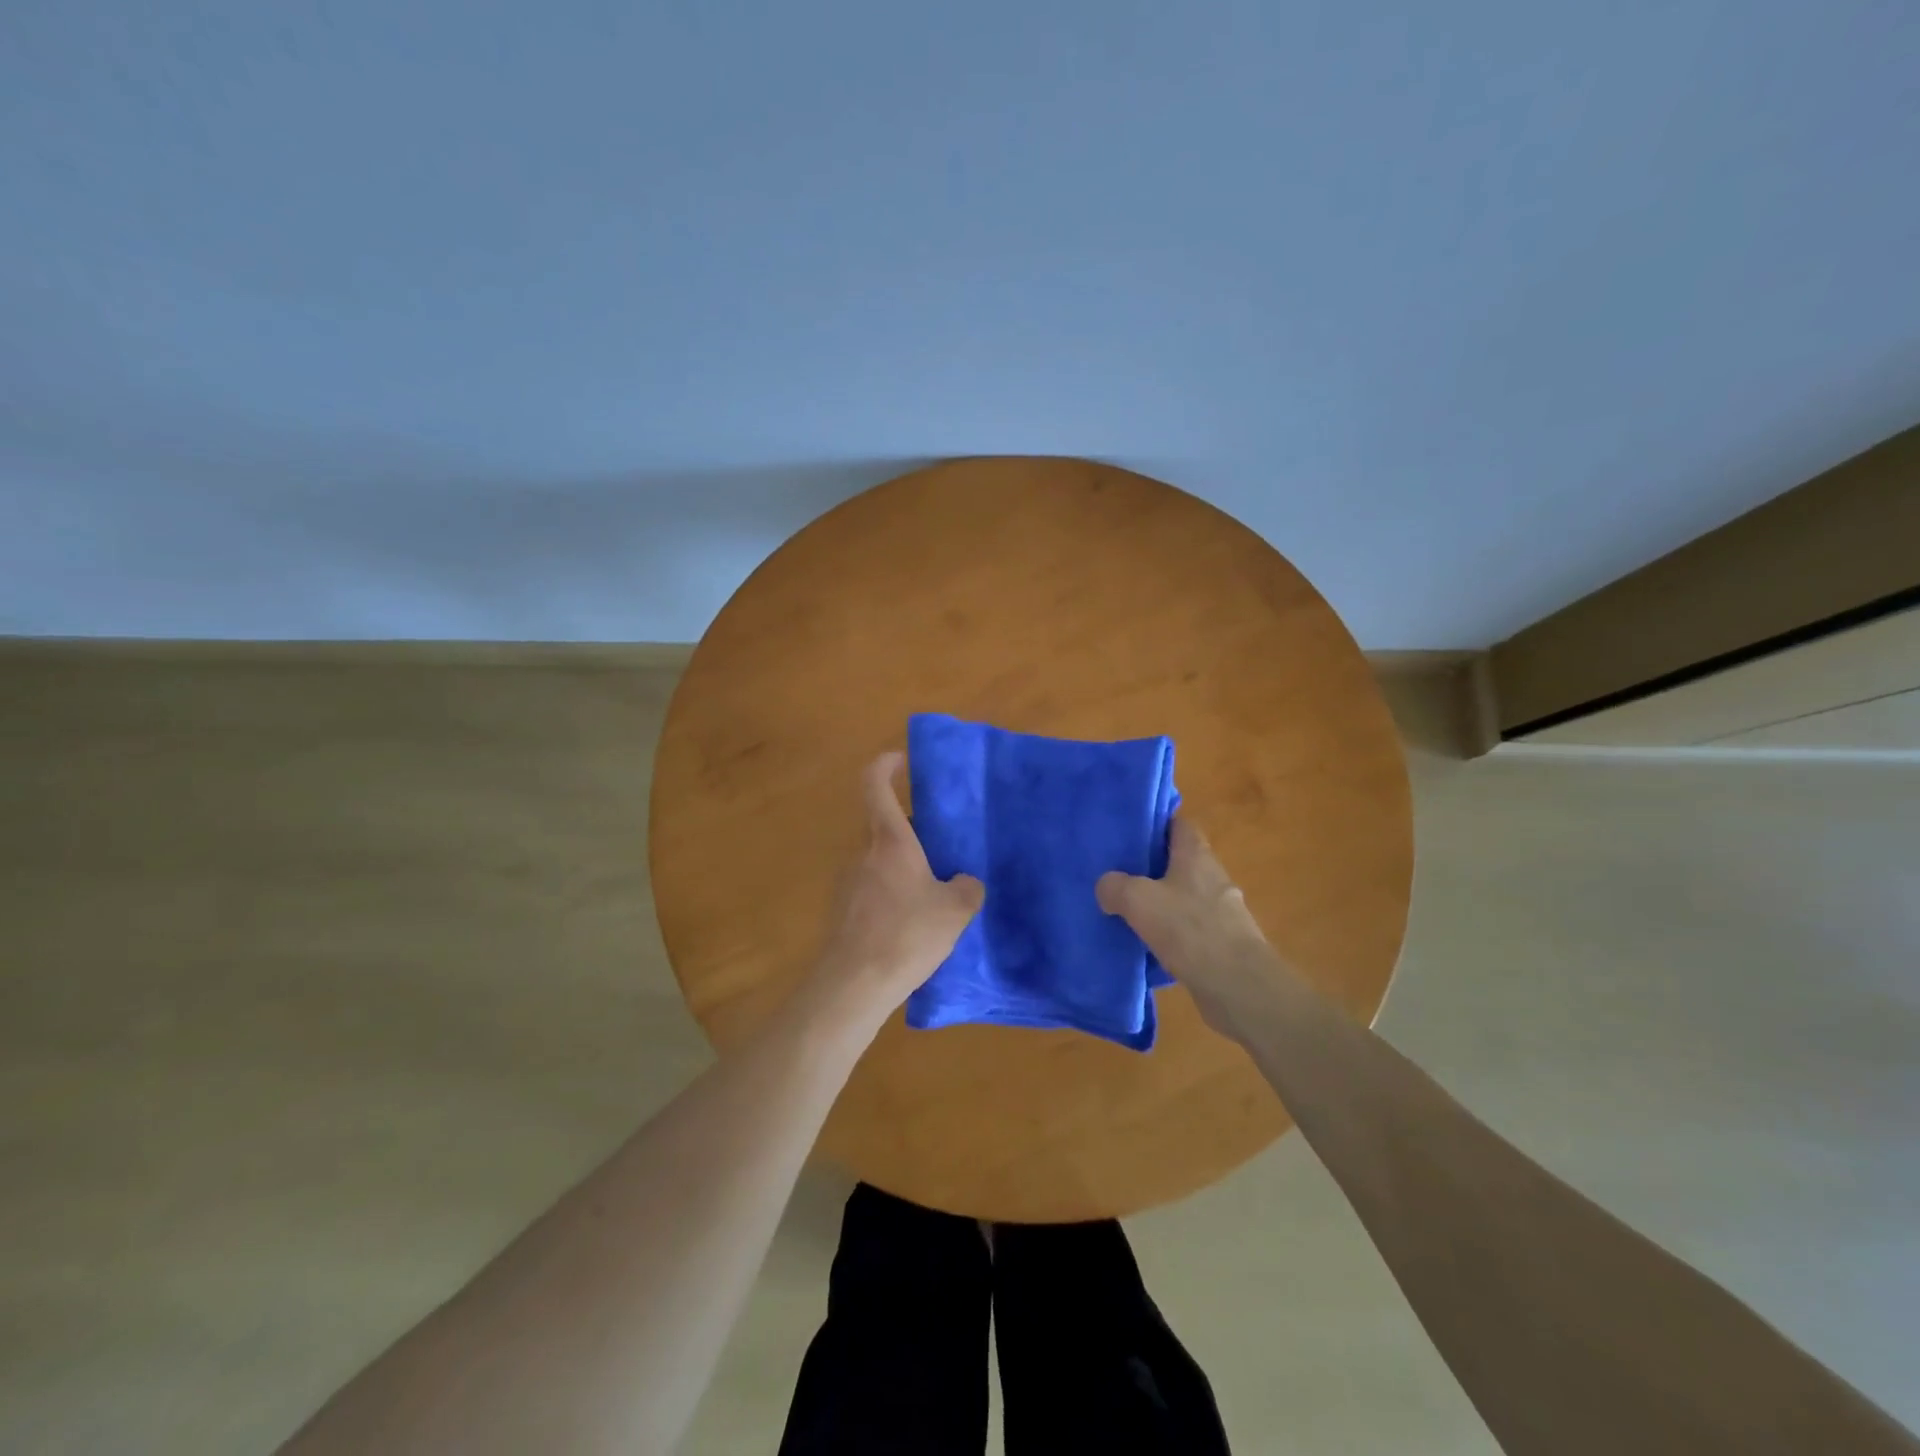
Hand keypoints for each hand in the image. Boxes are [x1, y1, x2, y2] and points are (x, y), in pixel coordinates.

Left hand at [808, 752, 984, 1032]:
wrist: (853, 985)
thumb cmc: (906, 935)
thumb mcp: (954, 911)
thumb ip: (967, 889)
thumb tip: (965, 882)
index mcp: (889, 841)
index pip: (874, 784)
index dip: (885, 764)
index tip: (900, 760)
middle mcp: (863, 853)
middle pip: (885, 826)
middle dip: (914, 832)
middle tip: (944, 848)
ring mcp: (847, 882)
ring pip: (880, 860)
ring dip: (904, 866)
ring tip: (934, 892)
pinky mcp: (842, 910)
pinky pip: (872, 888)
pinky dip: (892, 893)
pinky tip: (912, 924)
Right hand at [1097, 817, 1278, 1037]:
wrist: (1238, 986)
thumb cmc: (1188, 929)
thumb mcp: (1137, 900)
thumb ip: (1115, 886)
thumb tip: (1106, 887)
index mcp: (1196, 855)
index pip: (1179, 824)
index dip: (1156, 824)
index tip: (1130, 831)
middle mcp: (1213, 877)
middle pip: (1180, 861)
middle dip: (1153, 866)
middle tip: (1119, 872)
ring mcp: (1222, 912)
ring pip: (1185, 897)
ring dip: (1162, 902)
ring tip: (1128, 910)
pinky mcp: (1223, 943)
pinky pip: (1191, 929)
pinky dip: (1172, 933)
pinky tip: (1149, 945)